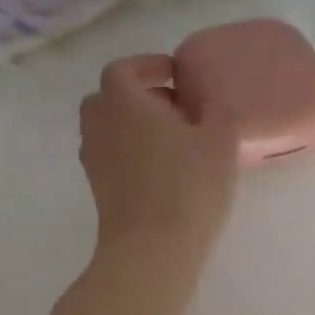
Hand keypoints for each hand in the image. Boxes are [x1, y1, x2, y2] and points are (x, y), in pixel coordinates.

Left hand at [79, 55, 238, 267]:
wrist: (152, 248)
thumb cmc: (188, 186)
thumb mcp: (220, 141)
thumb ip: (217, 110)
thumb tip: (210, 100)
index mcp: (123, 100)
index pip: (126, 68)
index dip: (149, 66)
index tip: (175, 75)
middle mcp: (99, 123)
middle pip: (110, 97)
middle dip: (139, 96)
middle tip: (174, 108)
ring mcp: (94, 158)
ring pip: (109, 128)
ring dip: (134, 126)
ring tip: (170, 141)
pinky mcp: (98, 189)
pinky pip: (112, 156)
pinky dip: (130, 152)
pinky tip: (161, 170)